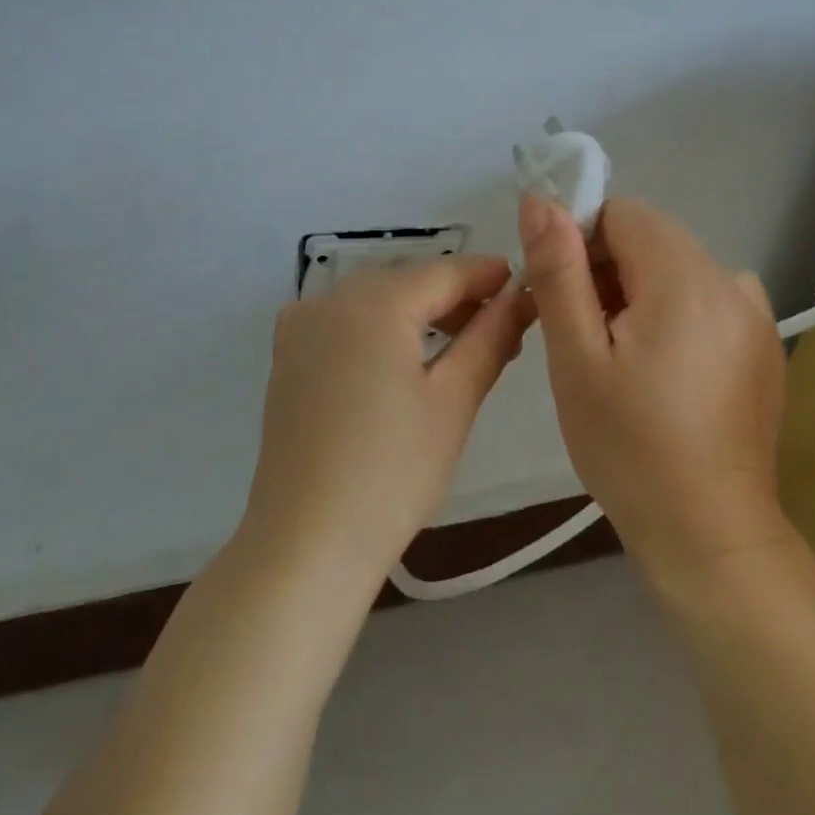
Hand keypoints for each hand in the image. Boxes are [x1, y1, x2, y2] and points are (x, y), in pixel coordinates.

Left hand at [242, 255, 533, 584]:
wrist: (306, 543)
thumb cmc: (392, 471)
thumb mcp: (453, 401)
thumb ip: (490, 338)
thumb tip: (522, 297)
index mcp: (373, 302)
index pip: (444, 271)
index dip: (488, 276)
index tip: (527, 285)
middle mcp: (330, 299)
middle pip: (407, 282)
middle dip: (455, 298)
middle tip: (502, 329)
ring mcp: (300, 327)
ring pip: (374, 301)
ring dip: (419, 314)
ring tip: (462, 347)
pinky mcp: (287, 357)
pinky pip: (344, 322)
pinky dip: (380, 329)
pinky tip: (402, 358)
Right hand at [518, 194, 790, 580]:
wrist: (709, 535)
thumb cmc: (628, 446)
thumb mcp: (576, 356)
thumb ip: (558, 270)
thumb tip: (540, 199)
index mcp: (687, 278)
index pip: (622, 213)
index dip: (581, 244)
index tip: (565, 300)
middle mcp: (732, 281)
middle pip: (651, 238)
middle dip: (608, 272)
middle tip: (586, 339)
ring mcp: (756, 314)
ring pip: (676, 269)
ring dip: (639, 295)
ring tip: (622, 362)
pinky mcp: (764, 344)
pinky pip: (706, 300)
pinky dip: (674, 316)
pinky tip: (663, 373)